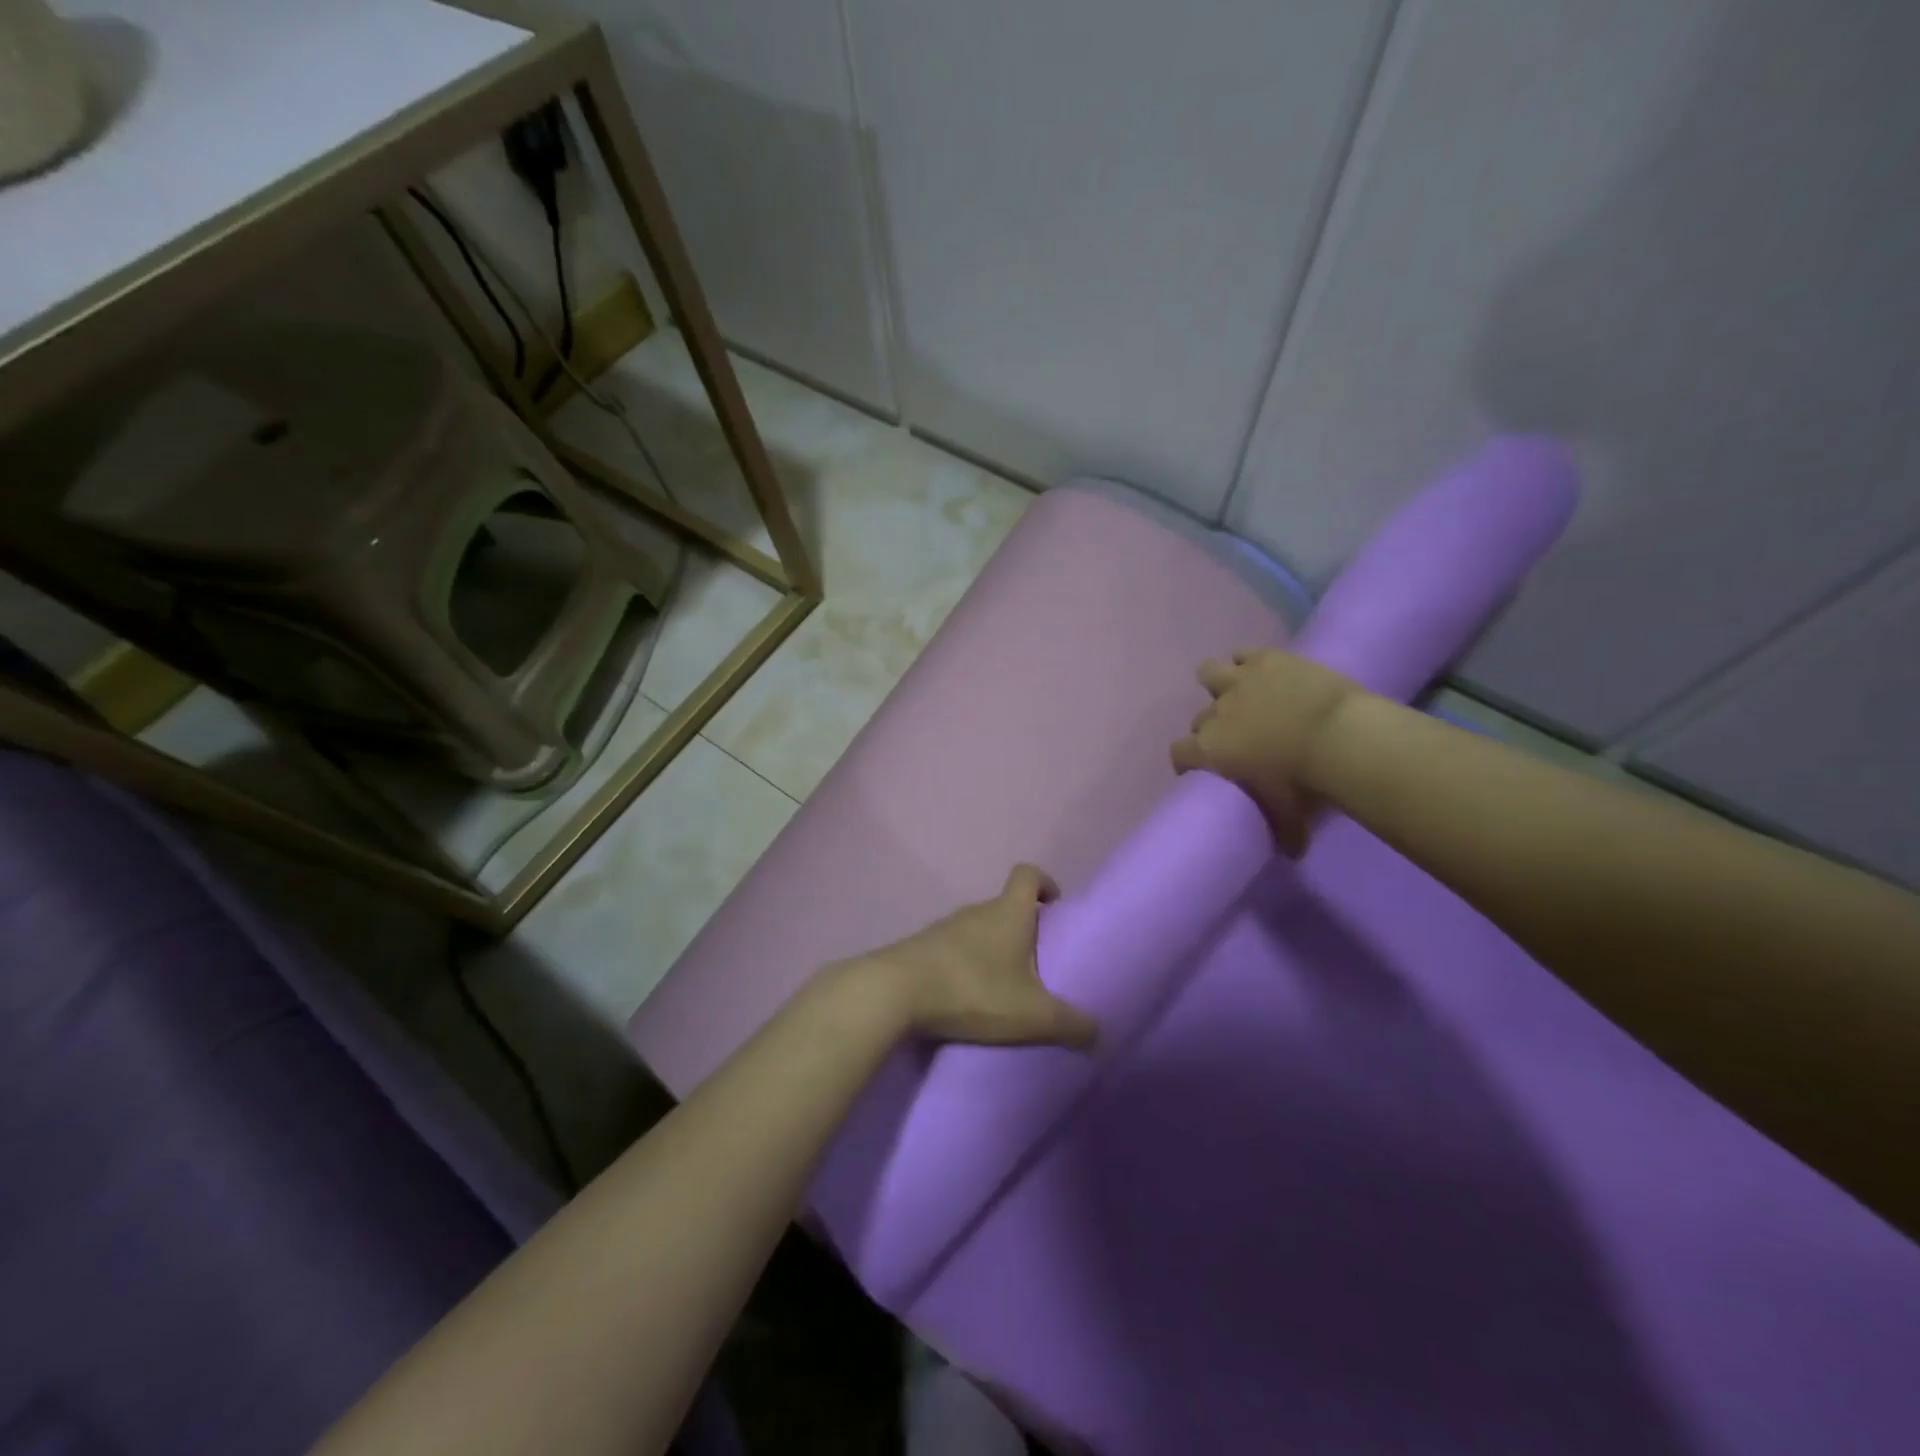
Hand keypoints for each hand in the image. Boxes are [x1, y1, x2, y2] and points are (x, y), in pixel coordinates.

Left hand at [844, 865, 1098, 1050]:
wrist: (895, 992)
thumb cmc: (973, 990)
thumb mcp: (1032, 1015)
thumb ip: (1071, 1024)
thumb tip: (1099, 1033)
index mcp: (1008, 912)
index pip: (1028, 874)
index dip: (1045, 883)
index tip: (1055, 906)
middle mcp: (976, 911)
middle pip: (1004, 906)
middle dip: (1023, 928)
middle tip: (1037, 963)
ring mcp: (945, 928)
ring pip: (978, 929)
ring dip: (992, 950)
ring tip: (1005, 987)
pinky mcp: (921, 948)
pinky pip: (953, 950)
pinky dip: (965, 966)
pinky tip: (969, 998)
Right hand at [1171, 648, 1363, 855]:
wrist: (1340, 737)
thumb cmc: (1306, 784)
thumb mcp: (1290, 818)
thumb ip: (1283, 833)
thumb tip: (1292, 853)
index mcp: (1209, 751)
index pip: (1179, 754)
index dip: (1187, 761)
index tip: (1202, 769)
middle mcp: (1215, 714)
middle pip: (1200, 719)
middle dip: (1213, 727)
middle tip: (1237, 737)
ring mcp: (1238, 682)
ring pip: (1208, 673)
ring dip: (1219, 683)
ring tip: (1240, 693)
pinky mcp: (1265, 659)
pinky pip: (1243, 654)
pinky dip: (1247, 661)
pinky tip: (1261, 670)